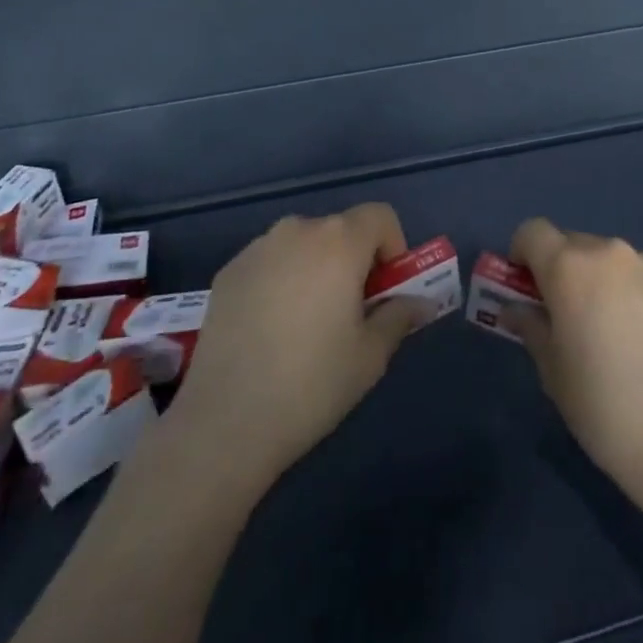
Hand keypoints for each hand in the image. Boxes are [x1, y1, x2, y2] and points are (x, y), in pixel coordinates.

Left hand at [166, 203, 422, 487]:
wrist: (223, 426)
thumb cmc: (311, 385)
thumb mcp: (371, 355)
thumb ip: (399, 316)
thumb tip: (419, 303)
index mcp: (339, 241)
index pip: (381, 216)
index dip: (393, 247)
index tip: (385, 290)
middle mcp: (298, 230)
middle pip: (341, 229)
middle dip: (354, 260)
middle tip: (351, 311)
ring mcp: (257, 249)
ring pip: (303, 245)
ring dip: (316, 268)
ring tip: (306, 323)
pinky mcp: (227, 273)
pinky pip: (270, 262)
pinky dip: (281, 281)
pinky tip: (270, 330)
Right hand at [506, 218, 642, 502]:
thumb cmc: (601, 403)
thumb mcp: (552, 369)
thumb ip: (531, 327)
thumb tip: (515, 309)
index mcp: (569, 267)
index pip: (532, 232)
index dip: (521, 254)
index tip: (524, 289)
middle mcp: (608, 252)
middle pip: (570, 243)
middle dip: (559, 269)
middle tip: (562, 315)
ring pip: (606, 259)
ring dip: (595, 279)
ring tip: (605, 330)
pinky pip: (637, 275)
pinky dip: (627, 291)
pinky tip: (638, 337)